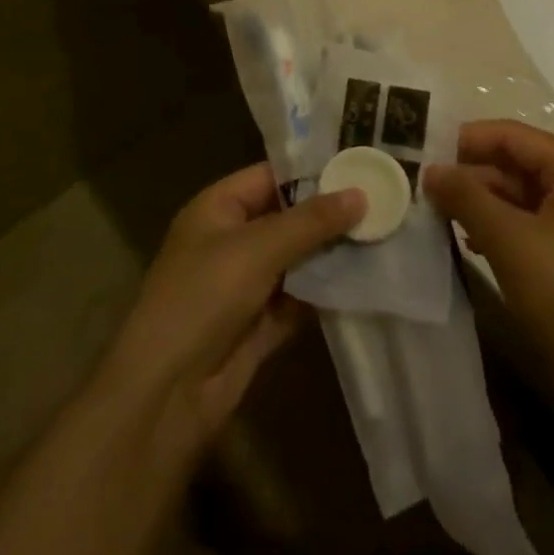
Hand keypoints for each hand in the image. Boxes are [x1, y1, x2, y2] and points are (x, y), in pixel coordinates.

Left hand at [96, 163, 363, 461]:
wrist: (167, 392)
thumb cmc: (204, 296)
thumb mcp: (258, 248)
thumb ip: (311, 221)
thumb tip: (360, 193)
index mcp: (217, 208)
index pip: (270, 176)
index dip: (312, 170)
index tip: (360, 162)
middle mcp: (230, 240)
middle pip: (287, 218)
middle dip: (330, 214)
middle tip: (385, 198)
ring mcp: (245, 285)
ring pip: (297, 260)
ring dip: (332, 253)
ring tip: (385, 233)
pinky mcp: (259, 325)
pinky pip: (299, 298)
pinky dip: (326, 292)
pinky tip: (366, 279)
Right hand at [425, 121, 553, 410]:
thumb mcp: (511, 240)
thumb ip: (467, 197)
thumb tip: (431, 169)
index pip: (512, 135)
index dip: (467, 139)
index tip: (420, 149)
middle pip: (514, 164)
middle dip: (469, 173)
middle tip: (418, 184)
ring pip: (516, 199)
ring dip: (477, 203)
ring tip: (432, 211)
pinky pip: (524, 229)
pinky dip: (494, 230)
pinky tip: (465, 241)